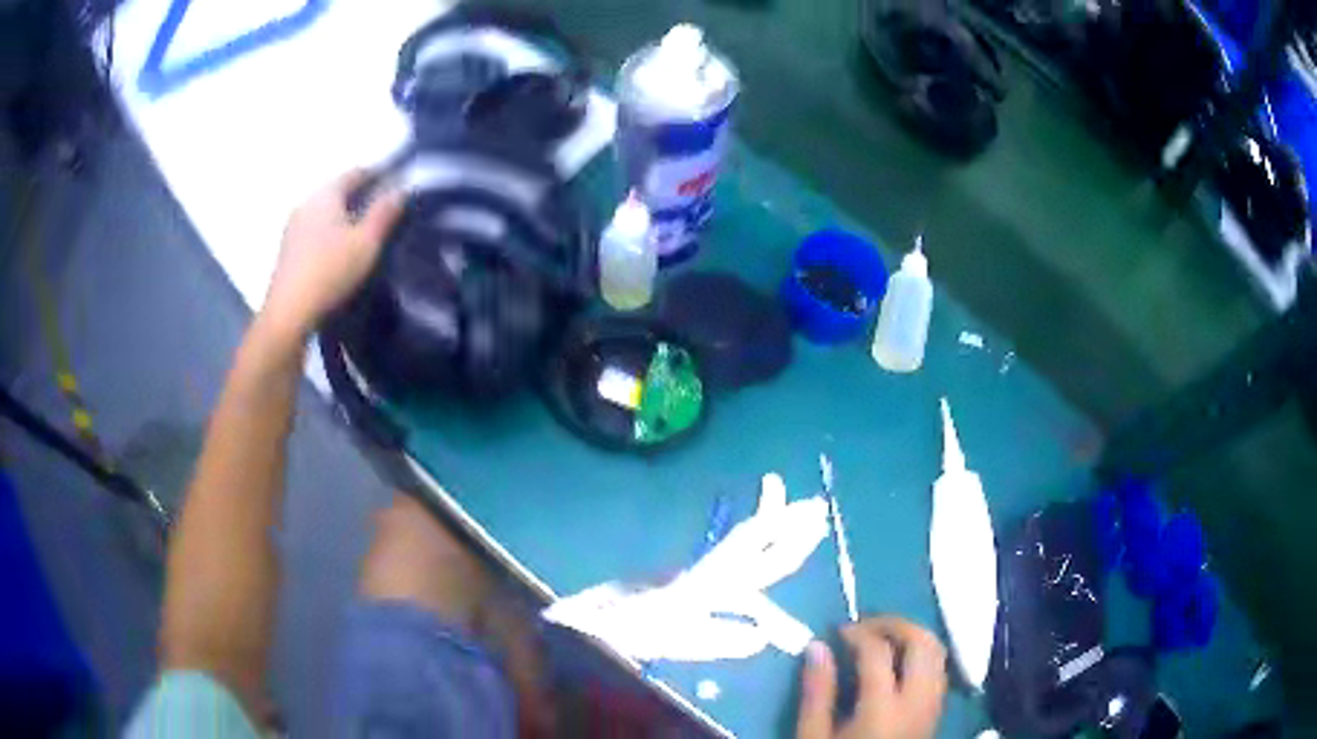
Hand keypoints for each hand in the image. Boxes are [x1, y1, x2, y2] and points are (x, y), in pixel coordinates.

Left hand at [261, 170, 403, 338]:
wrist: (288, 313)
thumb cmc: (330, 271)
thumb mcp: (367, 242)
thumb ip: (385, 213)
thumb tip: (401, 189)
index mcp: (326, 194)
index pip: (356, 173)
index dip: (378, 174)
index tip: (396, 181)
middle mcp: (306, 203)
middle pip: (338, 191)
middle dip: (360, 195)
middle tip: (383, 207)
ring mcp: (293, 227)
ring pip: (325, 211)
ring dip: (343, 215)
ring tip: (363, 231)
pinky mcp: (287, 250)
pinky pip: (314, 230)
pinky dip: (330, 232)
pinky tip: (339, 249)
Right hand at [797, 617, 947, 738]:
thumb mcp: (814, 737)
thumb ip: (817, 693)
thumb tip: (817, 646)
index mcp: (883, 708)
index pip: (878, 652)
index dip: (857, 633)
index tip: (836, 631)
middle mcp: (918, 700)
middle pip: (922, 642)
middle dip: (894, 624)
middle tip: (864, 626)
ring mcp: (934, 705)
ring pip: (938, 652)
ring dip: (912, 636)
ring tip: (880, 639)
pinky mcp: (938, 712)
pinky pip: (939, 669)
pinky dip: (921, 654)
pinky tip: (897, 663)